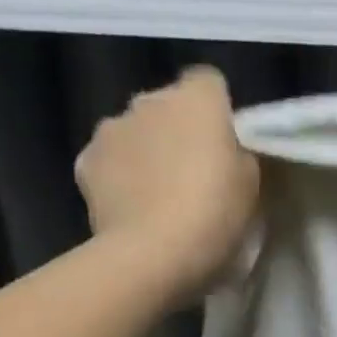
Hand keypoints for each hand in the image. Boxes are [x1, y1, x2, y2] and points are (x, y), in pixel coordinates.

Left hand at [74, 66, 260, 294]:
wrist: (152, 254)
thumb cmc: (215, 215)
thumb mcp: (251, 185)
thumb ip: (238, 155)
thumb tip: (225, 150)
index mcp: (197, 100)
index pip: (209, 81)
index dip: (218, 109)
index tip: (225, 141)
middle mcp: (149, 101)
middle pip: (168, 106)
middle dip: (178, 130)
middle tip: (195, 173)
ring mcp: (111, 128)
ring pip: (135, 131)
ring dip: (147, 151)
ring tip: (160, 194)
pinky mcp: (85, 161)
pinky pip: (109, 160)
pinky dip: (119, 176)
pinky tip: (133, 207)